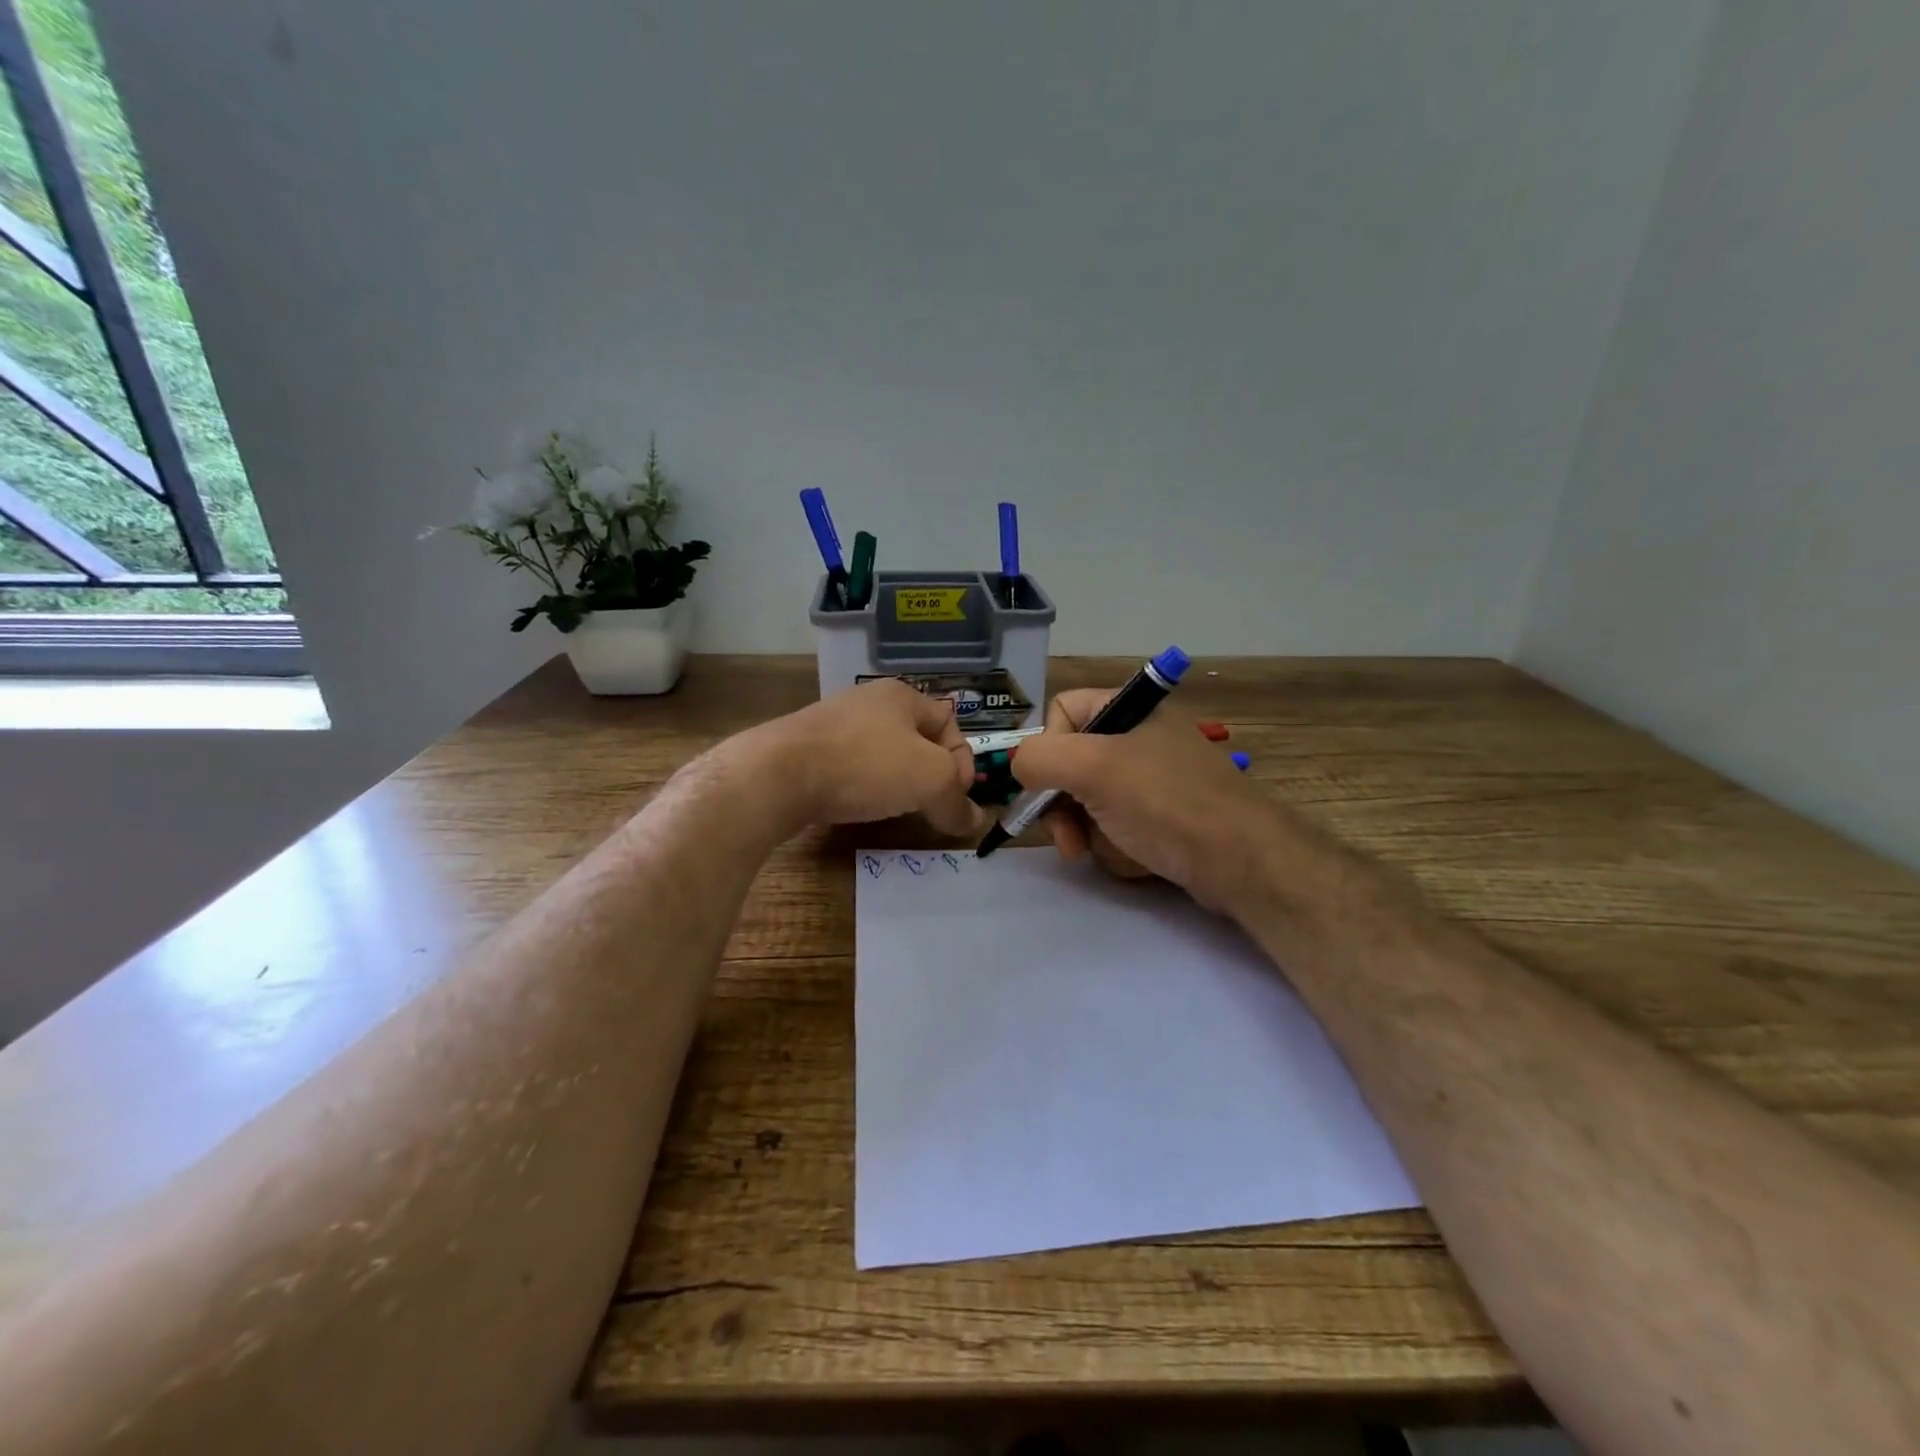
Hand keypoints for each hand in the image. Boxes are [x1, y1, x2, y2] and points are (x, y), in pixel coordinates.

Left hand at [760, 678, 986, 836]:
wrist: (779, 774)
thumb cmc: (866, 764)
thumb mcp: (929, 780)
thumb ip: (957, 802)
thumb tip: (974, 823)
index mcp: (903, 695)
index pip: (950, 725)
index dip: (961, 763)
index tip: (954, 798)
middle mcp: (869, 700)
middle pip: (916, 740)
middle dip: (929, 775)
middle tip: (929, 806)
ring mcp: (834, 722)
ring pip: (883, 755)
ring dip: (896, 783)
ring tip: (894, 809)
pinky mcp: (807, 747)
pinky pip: (851, 767)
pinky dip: (863, 787)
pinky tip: (857, 805)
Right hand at [1011, 688, 1270, 912]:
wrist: (1243, 862)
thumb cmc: (1165, 804)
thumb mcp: (1093, 770)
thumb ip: (1039, 757)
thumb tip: (1018, 764)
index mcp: (1129, 709)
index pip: (1062, 710)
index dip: (1047, 747)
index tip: (1048, 785)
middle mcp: (1140, 736)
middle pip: (1071, 762)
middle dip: (1064, 805)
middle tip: (1069, 840)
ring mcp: (1153, 778)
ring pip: (1089, 799)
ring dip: (1089, 830)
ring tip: (1107, 851)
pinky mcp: (1163, 815)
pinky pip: (1117, 823)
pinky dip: (1116, 844)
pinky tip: (1135, 858)